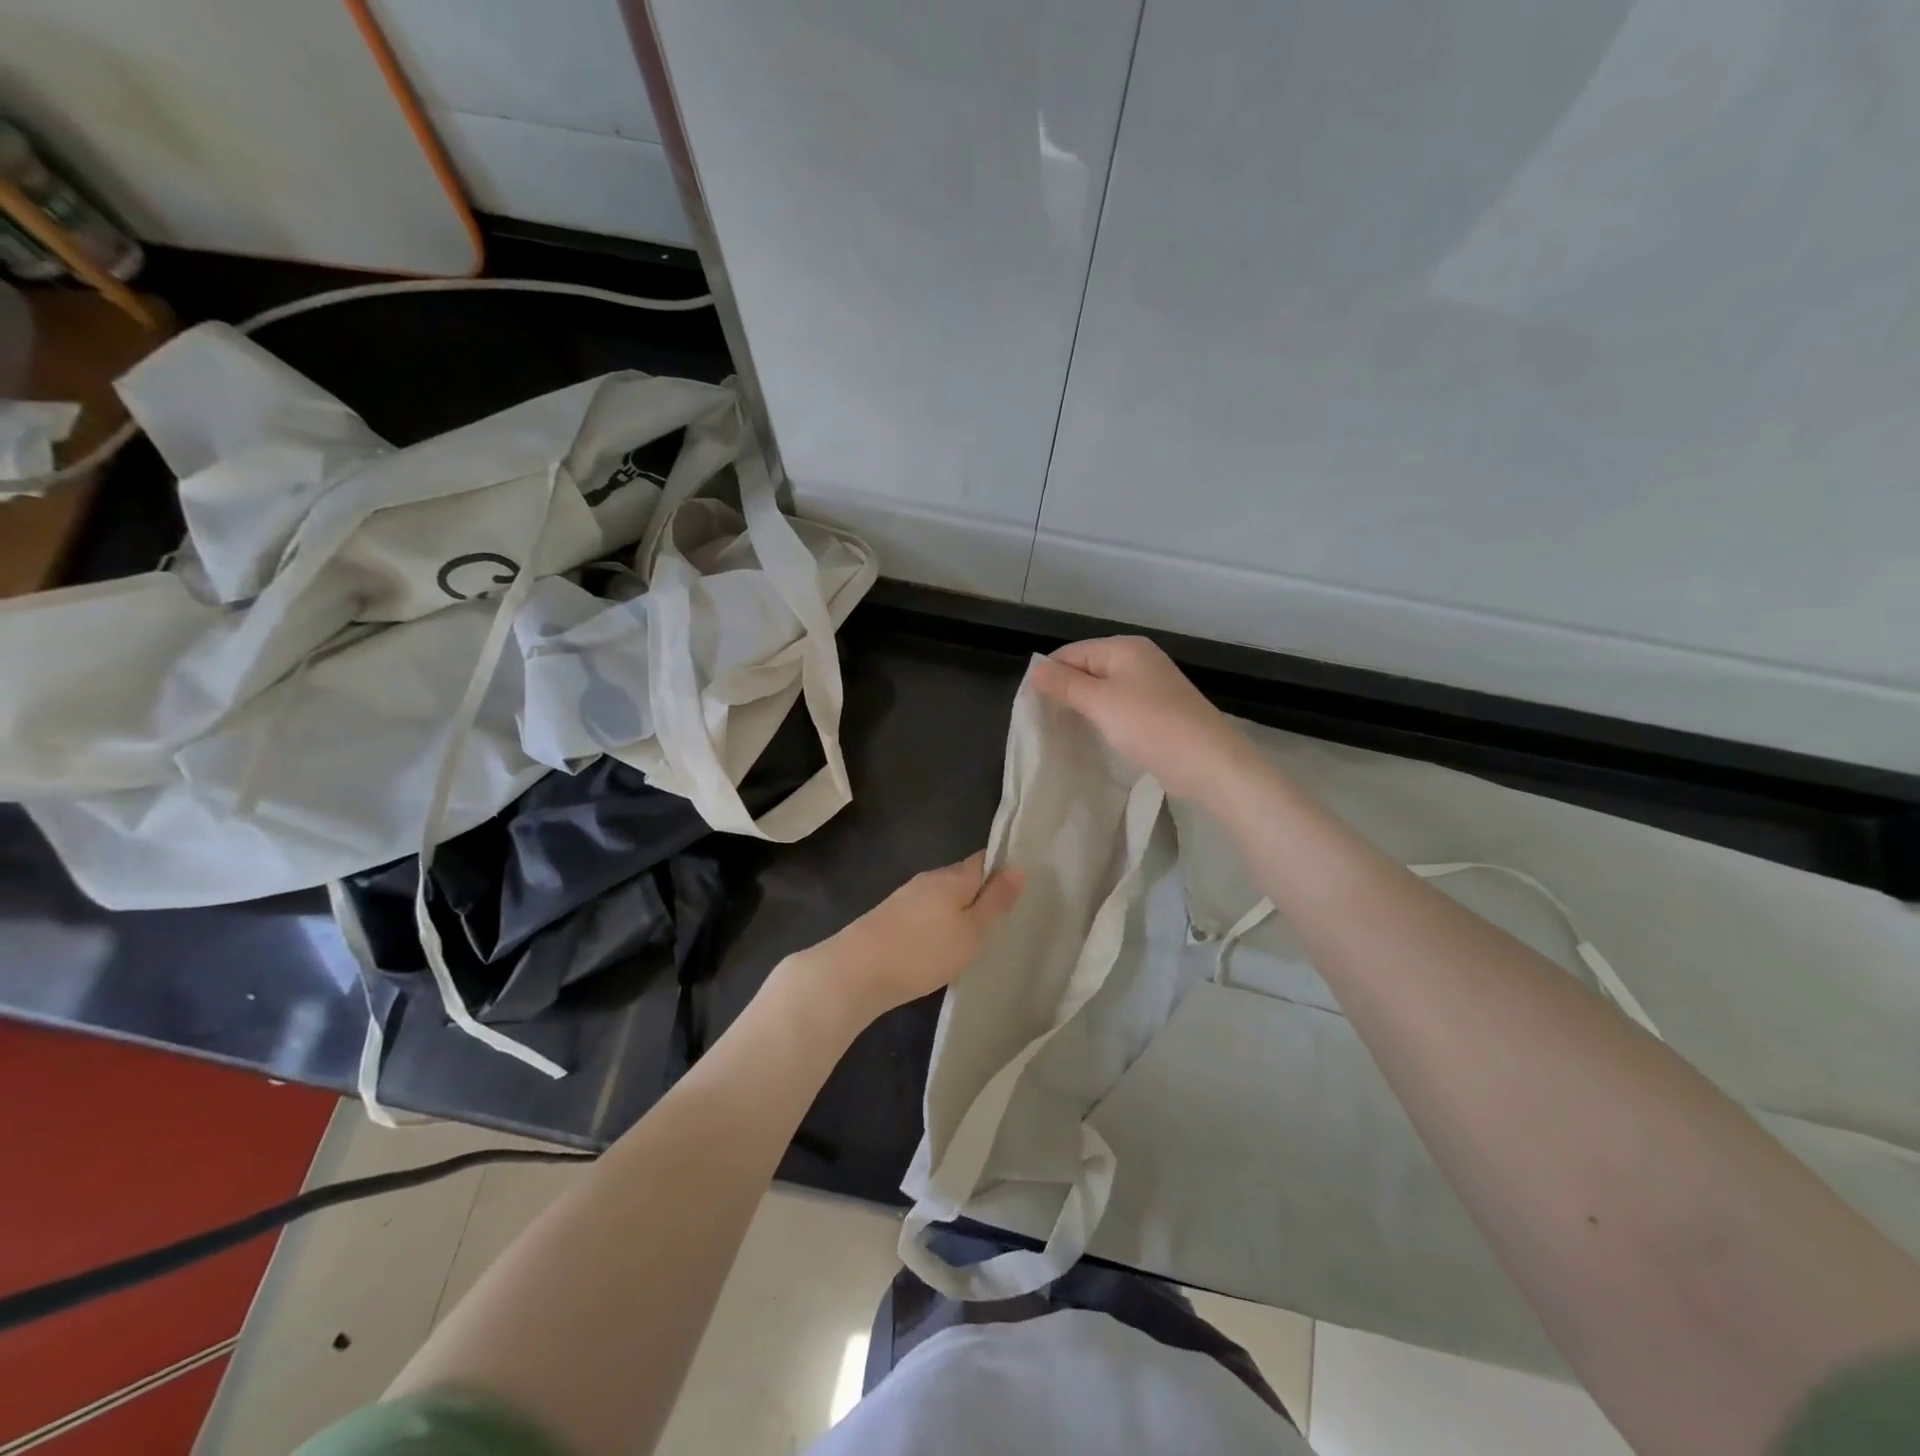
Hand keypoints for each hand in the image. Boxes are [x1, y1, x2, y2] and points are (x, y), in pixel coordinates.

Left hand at [784, 851, 1023, 1026]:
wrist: (855, 972)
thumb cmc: (923, 951)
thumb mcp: (971, 931)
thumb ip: (996, 901)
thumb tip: (1018, 867)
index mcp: (952, 876)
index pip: (984, 860)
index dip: (1002, 870)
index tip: (1018, 890)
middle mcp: (927, 879)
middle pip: (962, 879)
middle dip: (980, 895)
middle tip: (1001, 922)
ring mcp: (905, 897)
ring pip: (941, 898)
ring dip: (957, 912)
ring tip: (973, 939)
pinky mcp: (889, 918)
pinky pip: (924, 914)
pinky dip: (936, 925)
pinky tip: (938, 947)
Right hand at [1029, 636, 1251, 802]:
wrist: (1207, 761)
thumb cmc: (1150, 725)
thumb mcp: (1100, 703)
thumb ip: (1066, 684)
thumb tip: (1035, 669)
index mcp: (1124, 647)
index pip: (1072, 652)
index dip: (1049, 675)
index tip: (1030, 705)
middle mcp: (1139, 659)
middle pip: (1088, 668)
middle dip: (1065, 691)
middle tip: (1042, 721)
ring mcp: (1151, 685)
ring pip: (1104, 689)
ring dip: (1084, 707)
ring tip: (1063, 730)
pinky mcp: (1159, 710)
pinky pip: (1120, 706)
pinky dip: (1104, 718)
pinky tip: (1094, 736)